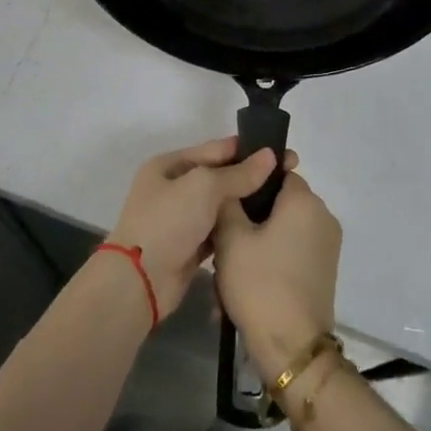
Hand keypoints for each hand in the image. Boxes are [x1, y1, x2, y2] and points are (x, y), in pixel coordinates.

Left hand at [106, 138, 292, 320]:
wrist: (140, 281)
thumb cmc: (168, 222)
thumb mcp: (204, 187)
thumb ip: (238, 173)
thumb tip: (270, 156)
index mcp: (169, 165)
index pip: (216, 149)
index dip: (250, 150)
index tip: (284, 154)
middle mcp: (173, 187)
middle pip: (220, 176)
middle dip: (252, 177)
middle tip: (290, 178)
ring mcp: (180, 219)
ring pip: (220, 205)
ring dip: (245, 203)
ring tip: (282, 202)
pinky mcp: (189, 247)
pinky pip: (218, 230)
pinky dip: (236, 228)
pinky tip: (262, 228)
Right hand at [214, 170, 341, 376]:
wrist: (292, 347)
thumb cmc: (260, 283)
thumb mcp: (230, 238)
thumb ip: (228, 201)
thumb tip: (231, 183)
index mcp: (305, 200)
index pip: (277, 171)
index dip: (249, 182)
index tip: (226, 199)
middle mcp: (323, 216)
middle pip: (279, 203)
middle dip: (249, 219)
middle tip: (221, 241)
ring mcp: (328, 245)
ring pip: (283, 230)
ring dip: (256, 244)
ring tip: (227, 271)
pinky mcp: (325, 271)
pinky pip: (292, 252)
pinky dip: (270, 262)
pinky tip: (244, 287)